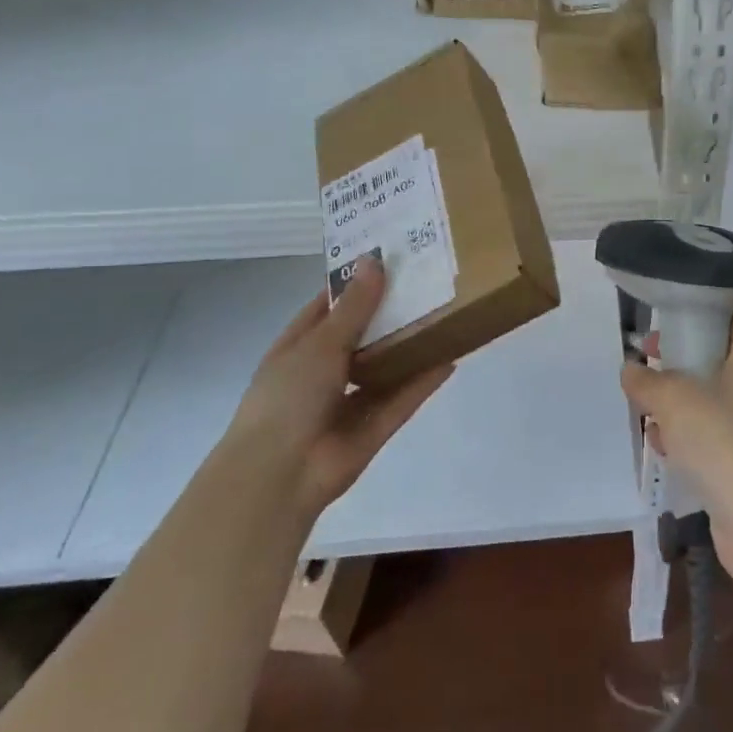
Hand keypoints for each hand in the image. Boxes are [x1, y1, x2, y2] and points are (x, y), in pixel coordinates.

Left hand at [227, 257, 452, 517]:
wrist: (281, 473)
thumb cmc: (289, 397)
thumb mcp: (320, 343)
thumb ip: (355, 307)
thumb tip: (374, 260)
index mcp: (301, 346)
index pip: (330, 306)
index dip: (356, 282)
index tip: (390, 257)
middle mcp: (326, 370)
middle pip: (365, 334)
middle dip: (392, 311)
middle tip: (430, 280)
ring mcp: (352, 399)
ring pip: (387, 365)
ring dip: (411, 345)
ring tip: (446, 314)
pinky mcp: (376, 425)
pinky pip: (404, 396)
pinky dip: (425, 379)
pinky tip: (451, 356)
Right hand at [619, 314, 732, 593]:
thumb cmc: (723, 443)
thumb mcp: (675, 400)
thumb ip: (648, 381)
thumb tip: (631, 369)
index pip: (731, 316)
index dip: (697, 313)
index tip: (663, 323)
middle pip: (717, 357)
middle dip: (679, 361)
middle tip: (647, 363)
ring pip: (712, 398)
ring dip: (679, 403)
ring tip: (646, 410)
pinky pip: (714, 435)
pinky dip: (689, 436)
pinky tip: (663, 449)